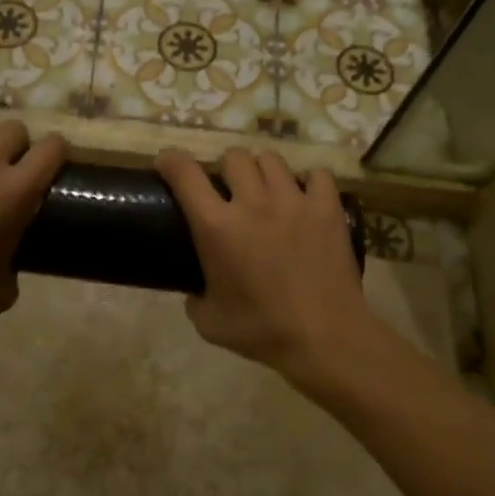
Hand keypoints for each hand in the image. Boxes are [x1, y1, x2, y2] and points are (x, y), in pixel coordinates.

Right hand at [156, 146, 372, 381]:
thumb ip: (195, 298)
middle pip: (233, 156)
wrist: (325, 339)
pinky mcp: (327, 207)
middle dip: (226, 168)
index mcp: (217, 227)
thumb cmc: (262, 331)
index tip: (167, 163)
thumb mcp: (209, 322)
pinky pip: (316, 174)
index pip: (185, 174)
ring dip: (262, 171)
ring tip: (266, 191)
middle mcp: (253, 202)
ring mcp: (293, 200)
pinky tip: (305, 197)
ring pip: (271, 159)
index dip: (171, 160)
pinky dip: (308, 181)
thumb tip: (195, 289)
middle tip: (229, 189)